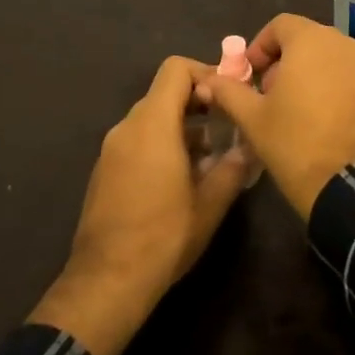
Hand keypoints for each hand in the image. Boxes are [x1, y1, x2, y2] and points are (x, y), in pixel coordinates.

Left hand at [29, 56, 254, 354]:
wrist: (105, 284)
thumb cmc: (163, 237)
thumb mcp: (211, 203)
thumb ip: (234, 166)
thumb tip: (250, 146)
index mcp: (152, 124)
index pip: (176, 69)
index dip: (205, 73)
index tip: (228, 97)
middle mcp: (127, 128)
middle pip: (164, 93)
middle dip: (199, 103)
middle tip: (227, 126)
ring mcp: (111, 150)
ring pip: (152, 118)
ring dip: (183, 126)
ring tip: (211, 157)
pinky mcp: (104, 172)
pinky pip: (138, 140)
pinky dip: (162, 144)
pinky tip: (182, 179)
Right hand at [197, 14, 354, 221]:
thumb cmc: (296, 143)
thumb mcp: (253, 119)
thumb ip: (229, 92)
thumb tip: (208, 80)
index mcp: (311, 41)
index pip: (281, 25)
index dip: (260, 46)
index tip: (249, 74)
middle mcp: (344, 44)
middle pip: (307, 40)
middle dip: (284, 61)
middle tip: (268, 95)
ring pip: (331, 60)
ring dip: (310, 75)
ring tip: (295, 111)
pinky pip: (351, 80)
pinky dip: (335, 90)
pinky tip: (324, 123)